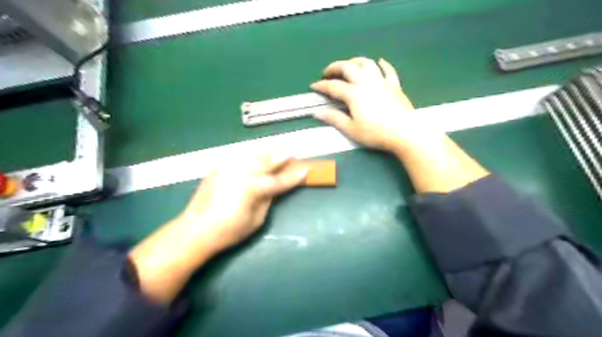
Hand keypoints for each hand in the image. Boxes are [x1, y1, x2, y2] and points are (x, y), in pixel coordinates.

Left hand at [179, 152, 306, 252]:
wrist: (196, 229)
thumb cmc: (230, 230)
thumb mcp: (256, 220)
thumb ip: (268, 200)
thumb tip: (274, 189)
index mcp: (255, 187)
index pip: (280, 180)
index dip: (294, 177)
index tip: (305, 171)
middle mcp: (243, 172)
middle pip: (268, 161)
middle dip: (282, 156)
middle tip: (292, 153)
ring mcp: (230, 167)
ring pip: (253, 154)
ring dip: (266, 151)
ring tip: (275, 147)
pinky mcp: (219, 167)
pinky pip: (238, 156)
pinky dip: (249, 153)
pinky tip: (253, 153)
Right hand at [313, 56, 440, 152]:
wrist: (405, 132)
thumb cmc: (376, 133)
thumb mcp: (351, 129)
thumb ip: (334, 118)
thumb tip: (317, 112)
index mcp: (354, 94)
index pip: (333, 86)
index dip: (322, 85)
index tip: (313, 86)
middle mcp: (366, 82)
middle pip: (348, 67)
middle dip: (335, 67)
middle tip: (328, 72)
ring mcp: (382, 82)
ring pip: (367, 64)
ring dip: (355, 61)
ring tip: (349, 65)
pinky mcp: (395, 85)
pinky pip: (388, 70)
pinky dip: (382, 64)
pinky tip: (379, 62)